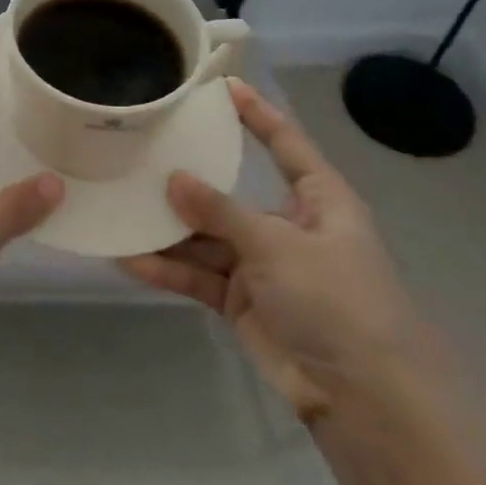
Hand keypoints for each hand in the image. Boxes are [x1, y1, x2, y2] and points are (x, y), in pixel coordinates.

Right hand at [119, 79, 428, 420]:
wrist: (365, 398)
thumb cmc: (337, 302)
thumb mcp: (278, 246)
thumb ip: (221, 212)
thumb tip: (173, 179)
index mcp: (317, 201)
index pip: (285, 144)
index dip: (257, 114)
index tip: (223, 86)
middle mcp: (287, 226)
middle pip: (230, 193)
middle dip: (188, 179)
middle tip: (141, 151)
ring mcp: (262, 266)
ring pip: (206, 237)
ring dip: (168, 230)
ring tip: (120, 209)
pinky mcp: (242, 302)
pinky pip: (199, 276)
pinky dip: (169, 270)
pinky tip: (130, 260)